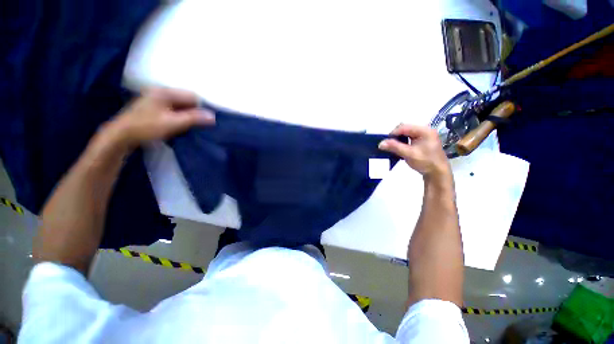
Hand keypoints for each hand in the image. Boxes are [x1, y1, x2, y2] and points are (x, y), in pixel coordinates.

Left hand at [107, 88, 214, 147]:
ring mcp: (155, 99)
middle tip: (196, 126)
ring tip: (187, 127)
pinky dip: (178, 117)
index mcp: (165, 92)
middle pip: (186, 100)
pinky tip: (177, 125)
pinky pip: (172, 109)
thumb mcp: (173, 123)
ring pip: (180, 106)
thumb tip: (213, 116)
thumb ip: (194, 118)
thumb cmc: (147, 127)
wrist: (121, 135)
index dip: (201, 108)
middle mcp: (161, 92)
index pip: (192, 96)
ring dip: (186, 115)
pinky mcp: (153, 106)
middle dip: (193, 112)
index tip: (204, 122)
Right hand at [378, 124, 450, 181]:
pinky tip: (399, 148)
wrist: (438, 172)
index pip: (404, 127)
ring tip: (393, 147)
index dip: (393, 133)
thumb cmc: (425, 162)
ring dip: (398, 139)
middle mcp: (425, 130)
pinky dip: (403, 142)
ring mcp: (424, 135)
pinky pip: (409, 138)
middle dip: (395, 136)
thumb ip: (394, 147)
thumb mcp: (408, 154)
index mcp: (424, 130)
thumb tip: (380, 143)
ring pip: (406, 133)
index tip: (385, 142)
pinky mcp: (423, 141)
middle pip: (405, 129)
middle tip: (389, 145)